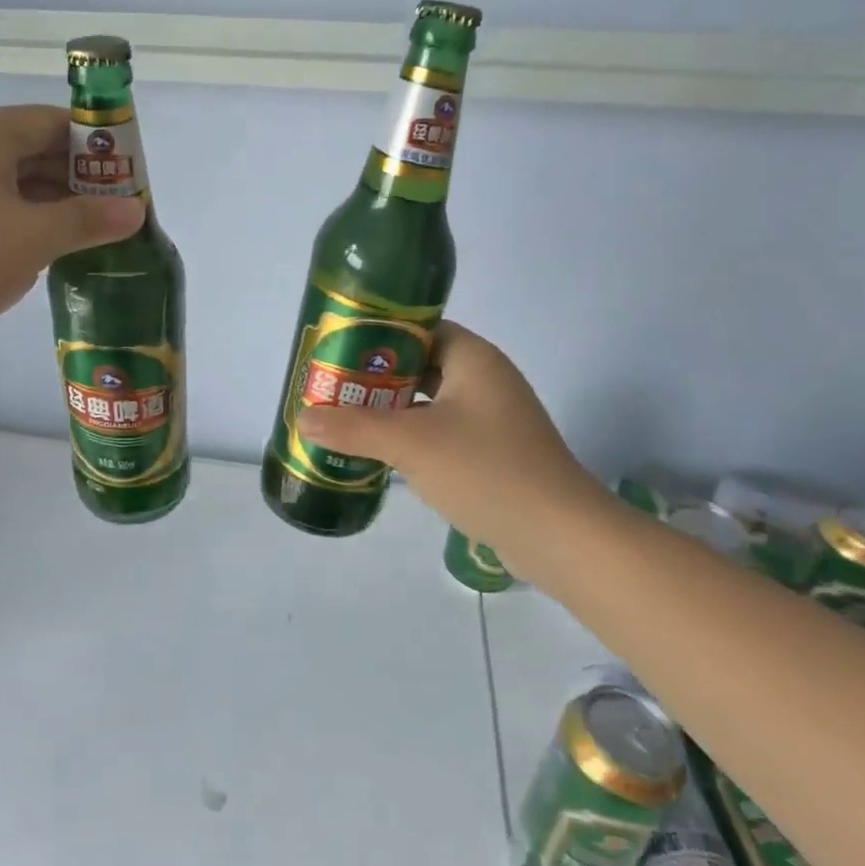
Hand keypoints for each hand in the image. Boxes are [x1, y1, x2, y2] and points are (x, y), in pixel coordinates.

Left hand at [0, 105, 144, 344]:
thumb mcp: (34, 239)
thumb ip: (89, 220)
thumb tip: (136, 211)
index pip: (55, 123)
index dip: (99, 150)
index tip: (129, 181)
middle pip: (33, 149)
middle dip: (78, 181)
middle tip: (115, 215)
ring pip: (10, 180)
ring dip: (50, 203)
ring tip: (87, 235)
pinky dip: (20, 218)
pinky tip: (40, 247)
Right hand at [297, 321, 601, 572]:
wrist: (561, 536)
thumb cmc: (486, 470)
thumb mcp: (411, 444)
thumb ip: (354, 428)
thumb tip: (303, 418)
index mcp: (472, 358)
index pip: (417, 329)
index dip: (375, 335)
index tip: (336, 348)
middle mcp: (485, 379)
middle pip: (419, 365)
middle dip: (375, 377)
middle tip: (331, 386)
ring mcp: (492, 418)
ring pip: (429, 401)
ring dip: (391, 409)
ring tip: (344, 418)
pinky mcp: (493, 452)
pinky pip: (442, 431)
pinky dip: (411, 436)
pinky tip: (380, 454)